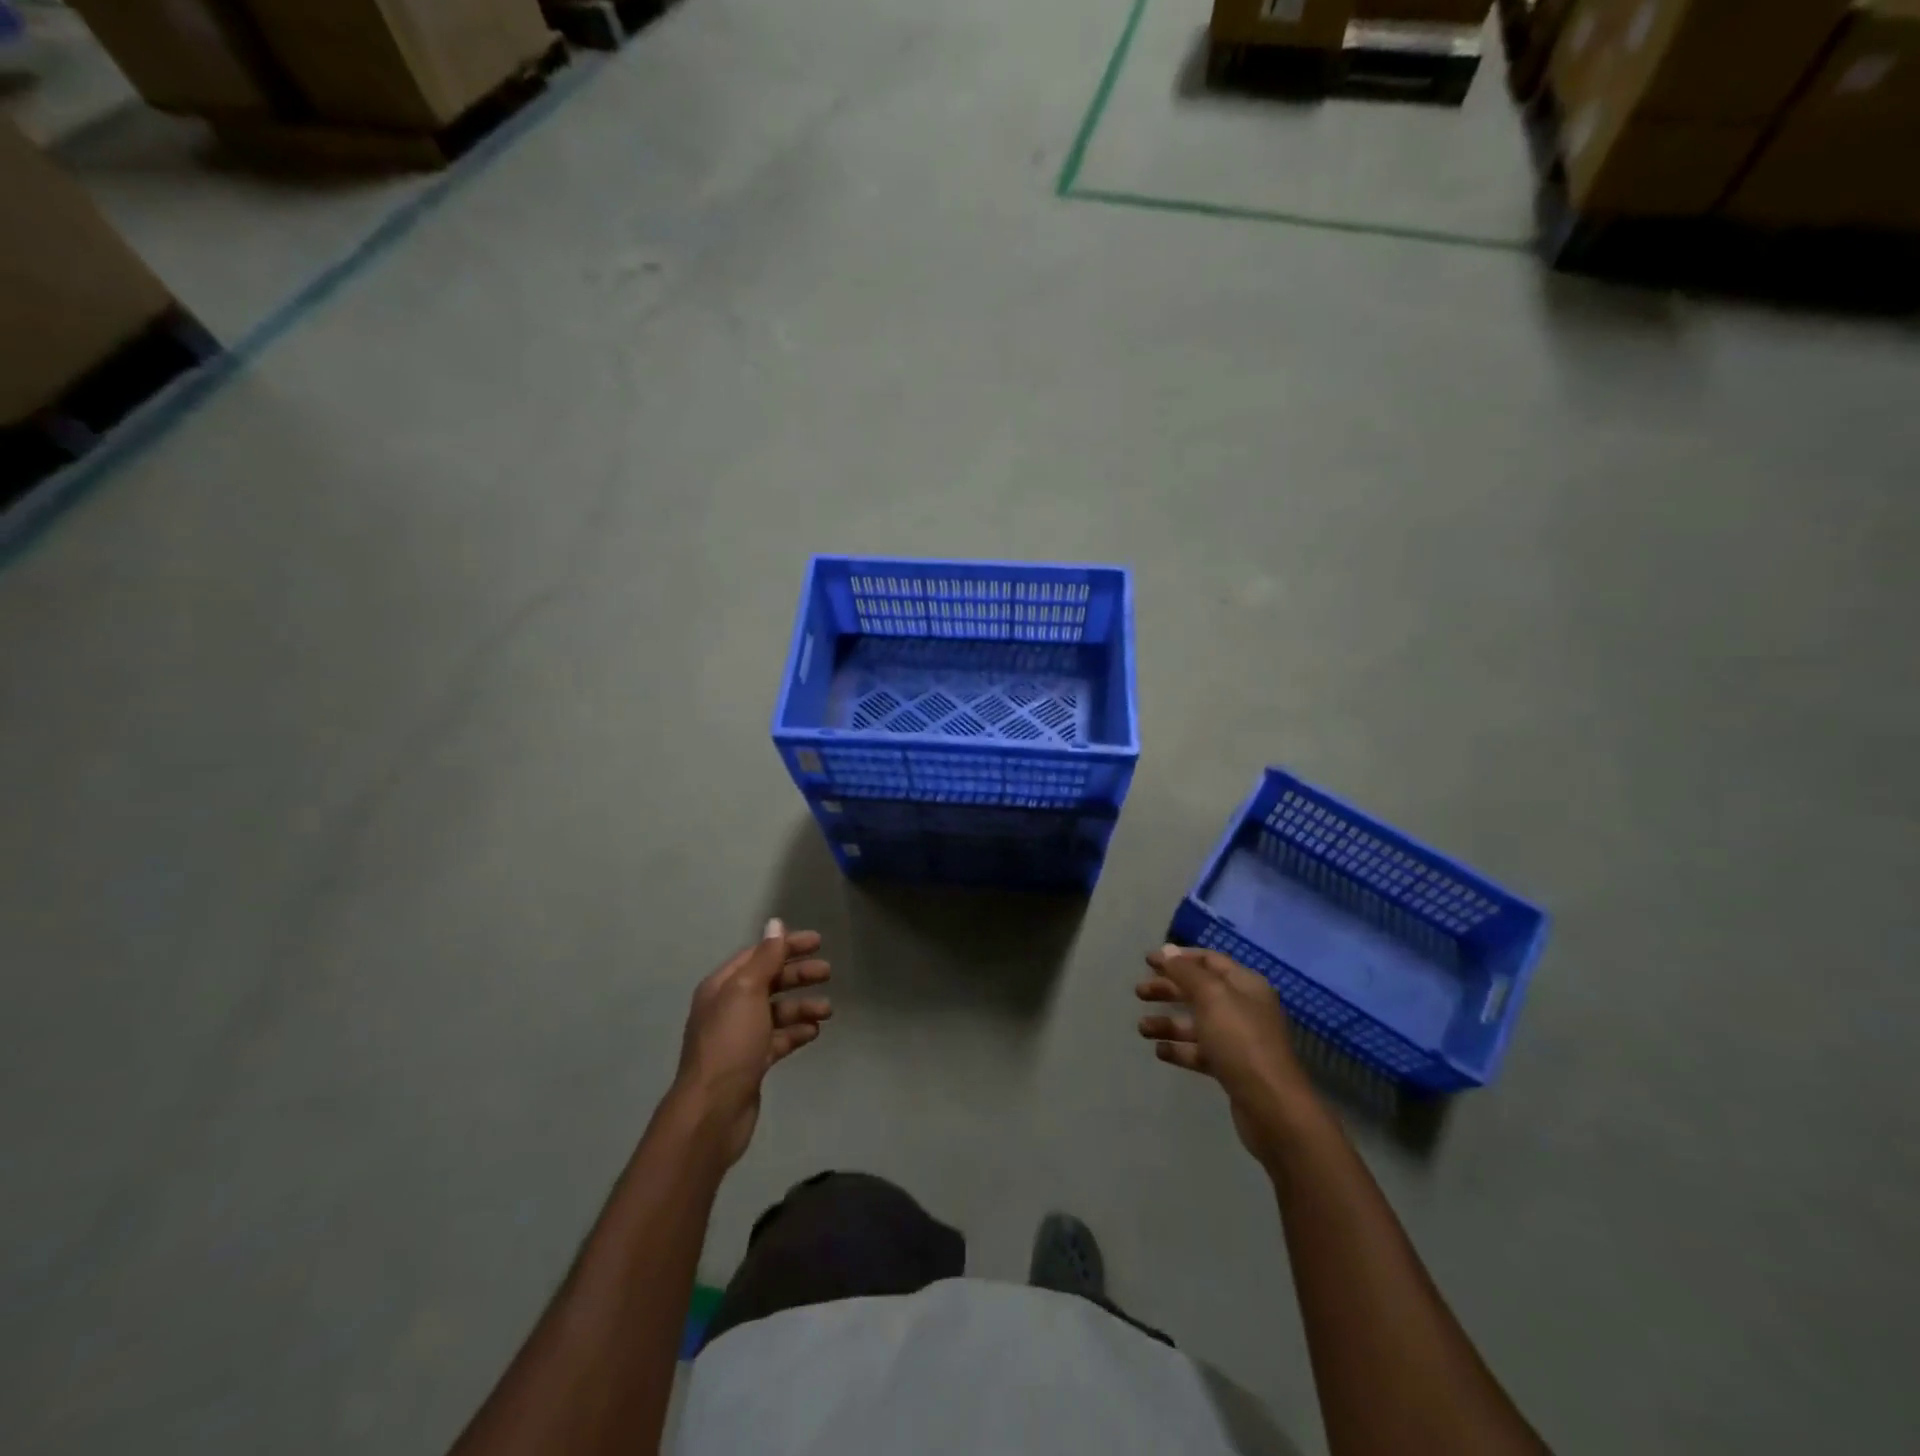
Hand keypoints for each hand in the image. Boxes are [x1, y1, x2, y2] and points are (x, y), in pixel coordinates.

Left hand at [672, 919, 831, 1166]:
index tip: (818, 942)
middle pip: (768, 981)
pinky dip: (796, 1032)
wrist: (712, 1111)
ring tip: (828, 1010)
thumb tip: (775, 923)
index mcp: (722, 987)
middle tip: (828, 972)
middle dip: (798, 975)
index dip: (786, 945)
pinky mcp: (751, 1063)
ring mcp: (739, 1037)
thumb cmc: (730, 1044)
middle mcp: (728, 1007)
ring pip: (776, 1012)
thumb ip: (765, 957)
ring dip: (802, 1006)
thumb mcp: (747, 992)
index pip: (758, 955)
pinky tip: (814, 1032)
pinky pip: (778, 1039)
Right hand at [1138, 945, 1317, 1163]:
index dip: (1178, 958)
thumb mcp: (1211, 997)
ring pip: (1197, 1023)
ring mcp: (1239, 1040)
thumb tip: (1167, 950)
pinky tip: (1160, 1052)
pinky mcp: (1232, 1069)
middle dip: (1169, 989)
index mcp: (1245, 985)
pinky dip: (1180, 1050)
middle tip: (1139, 993)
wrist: (1272, 1107)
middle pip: (1200, 991)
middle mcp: (1244, 1008)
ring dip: (1169, 1022)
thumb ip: (1186, 972)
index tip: (1147, 961)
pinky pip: (1201, 1052)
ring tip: (1142, 1028)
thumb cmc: (1241, 1041)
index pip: (1208, 960)